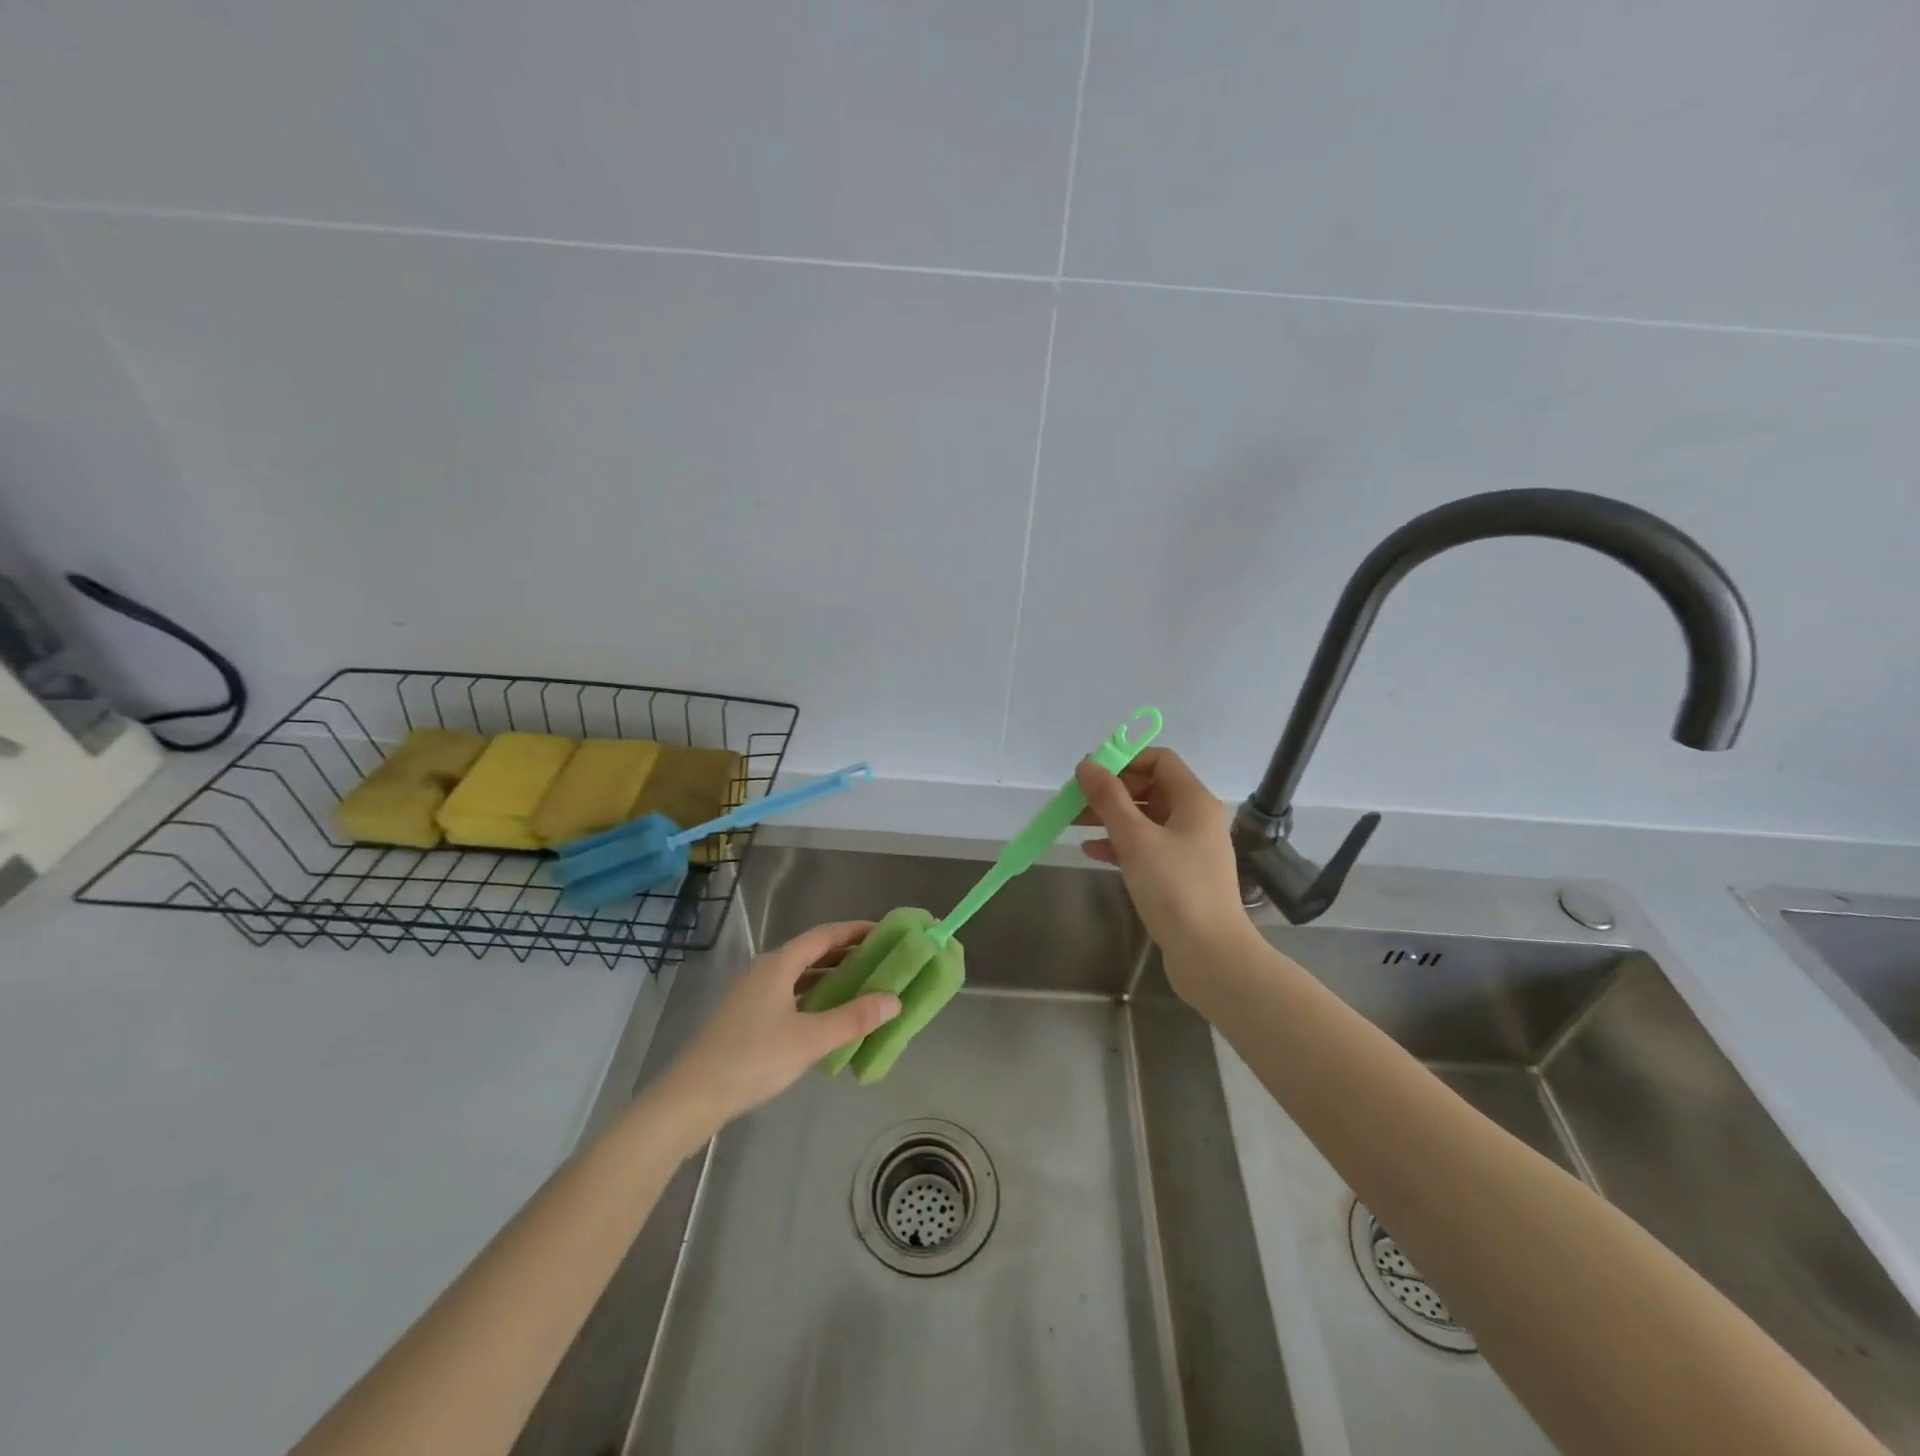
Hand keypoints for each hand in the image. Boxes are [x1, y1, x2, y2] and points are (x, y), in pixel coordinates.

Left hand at [657, 922, 900, 1133]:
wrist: (691, 1098)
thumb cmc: (753, 1060)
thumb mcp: (810, 1039)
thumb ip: (854, 1018)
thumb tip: (894, 999)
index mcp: (779, 964)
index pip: (825, 935)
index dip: (857, 931)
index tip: (887, 933)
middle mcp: (766, 971)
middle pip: (813, 953)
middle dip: (848, 954)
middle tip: (883, 962)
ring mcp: (754, 994)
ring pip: (801, 976)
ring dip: (832, 978)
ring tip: (864, 987)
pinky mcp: (748, 1018)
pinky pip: (791, 995)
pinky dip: (815, 998)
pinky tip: (830, 1017)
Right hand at [1075, 747, 1253, 989]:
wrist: (1210, 954)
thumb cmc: (1175, 888)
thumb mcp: (1135, 838)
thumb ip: (1109, 798)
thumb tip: (1087, 764)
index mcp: (1194, 801)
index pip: (1159, 760)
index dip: (1124, 761)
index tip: (1090, 776)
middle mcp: (1195, 818)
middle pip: (1149, 789)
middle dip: (1111, 792)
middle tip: (1075, 802)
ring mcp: (1189, 848)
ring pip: (1144, 819)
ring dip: (1110, 818)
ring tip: (1073, 825)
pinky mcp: (1179, 875)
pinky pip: (1146, 847)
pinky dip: (1120, 844)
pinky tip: (1092, 852)